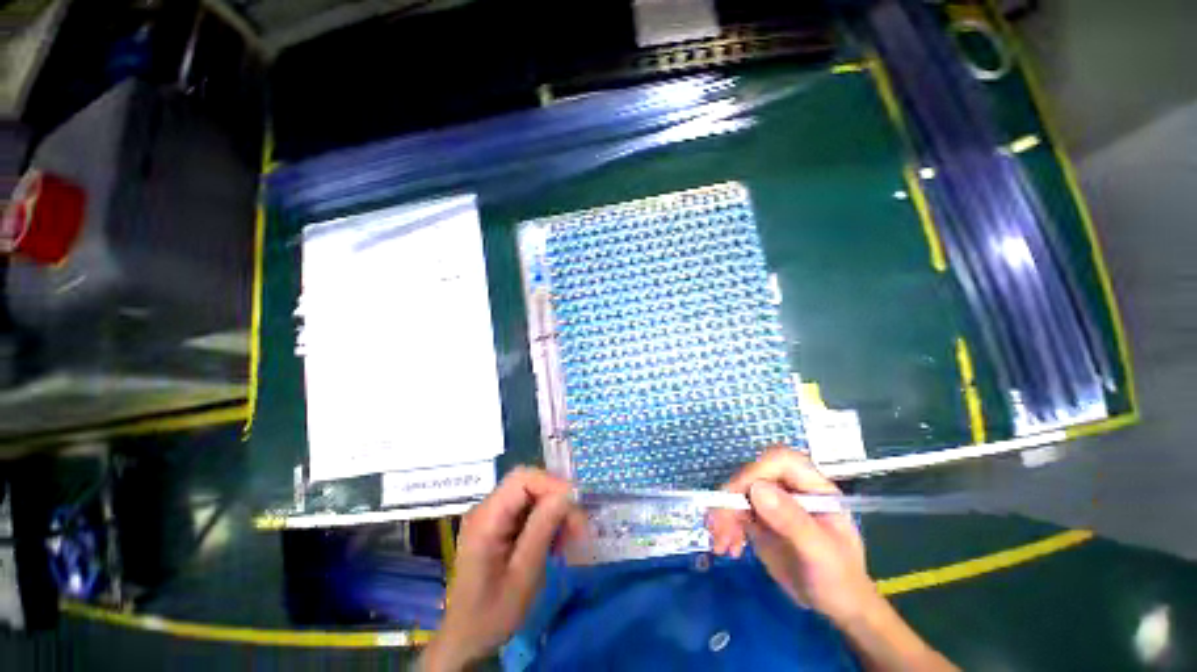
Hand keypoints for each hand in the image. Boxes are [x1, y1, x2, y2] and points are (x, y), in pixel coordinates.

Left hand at [422, 468, 586, 671]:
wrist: (465, 639)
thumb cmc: (492, 614)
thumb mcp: (523, 577)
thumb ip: (542, 531)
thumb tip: (566, 494)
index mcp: (486, 519)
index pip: (522, 479)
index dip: (552, 484)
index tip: (576, 506)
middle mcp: (487, 508)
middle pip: (528, 484)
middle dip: (557, 499)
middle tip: (578, 527)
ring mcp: (492, 515)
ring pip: (532, 495)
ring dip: (555, 511)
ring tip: (570, 538)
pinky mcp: (499, 524)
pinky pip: (528, 509)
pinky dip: (547, 521)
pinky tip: (556, 542)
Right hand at [707, 446, 877, 623]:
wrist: (838, 608)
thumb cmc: (839, 580)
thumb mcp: (820, 553)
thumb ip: (791, 521)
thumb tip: (756, 490)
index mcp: (813, 488)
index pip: (781, 461)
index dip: (756, 471)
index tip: (739, 496)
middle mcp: (790, 488)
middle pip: (753, 475)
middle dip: (732, 498)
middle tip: (717, 524)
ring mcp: (774, 502)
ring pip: (739, 493)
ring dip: (724, 514)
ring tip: (719, 542)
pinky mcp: (760, 517)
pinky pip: (735, 511)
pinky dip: (726, 526)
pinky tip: (727, 547)